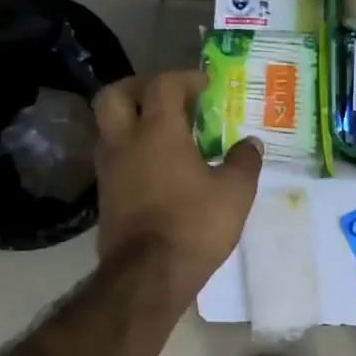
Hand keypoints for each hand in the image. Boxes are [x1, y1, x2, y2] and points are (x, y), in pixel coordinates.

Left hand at [92, 71, 261, 298]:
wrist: (148, 276)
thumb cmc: (194, 226)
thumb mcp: (235, 193)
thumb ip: (244, 162)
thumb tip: (251, 143)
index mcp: (158, 132)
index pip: (162, 85)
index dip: (184, 78)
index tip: (205, 85)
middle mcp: (125, 142)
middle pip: (114, 95)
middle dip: (139, 87)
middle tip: (167, 98)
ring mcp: (109, 169)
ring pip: (108, 127)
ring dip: (132, 120)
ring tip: (164, 132)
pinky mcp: (105, 195)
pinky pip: (113, 156)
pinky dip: (131, 149)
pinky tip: (156, 166)